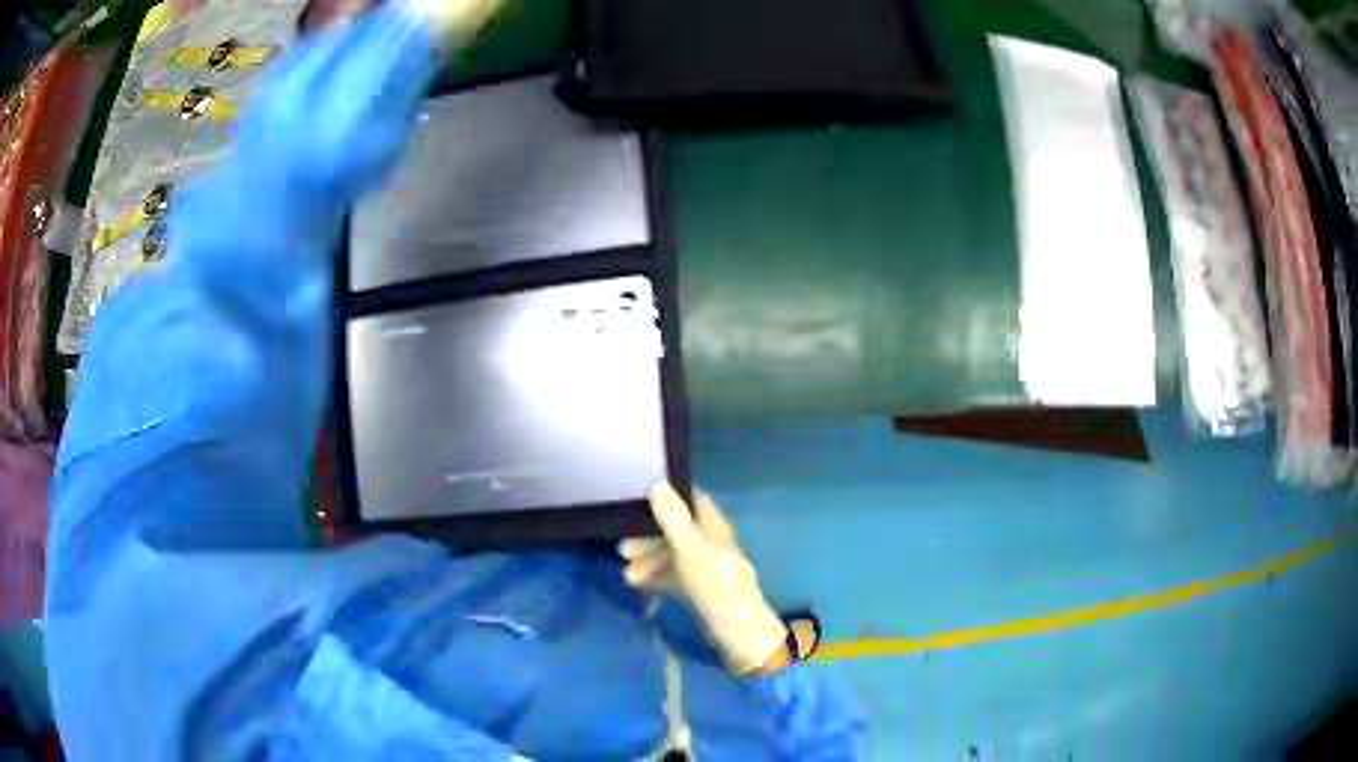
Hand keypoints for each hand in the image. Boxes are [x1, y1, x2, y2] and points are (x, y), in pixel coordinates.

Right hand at [620, 484, 789, 674]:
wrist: (737, 633)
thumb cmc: (714, 586)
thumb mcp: (690, 549)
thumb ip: (672, 518)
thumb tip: (656, 484)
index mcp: (713, 528)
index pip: (691, 501)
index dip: (667, 497)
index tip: (636, 500)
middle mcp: (709, 544)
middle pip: (675, 530)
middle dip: (647, 538)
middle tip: (622, 549)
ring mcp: (704, 568)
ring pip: (671, 555)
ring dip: (647, 560)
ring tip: (627, 575)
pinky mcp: (698, 590)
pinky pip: (672, 576)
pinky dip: (654, 577)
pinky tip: (636, 584)